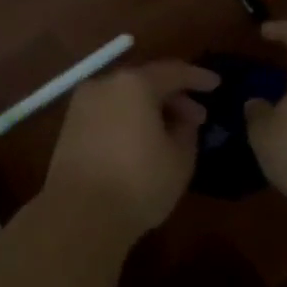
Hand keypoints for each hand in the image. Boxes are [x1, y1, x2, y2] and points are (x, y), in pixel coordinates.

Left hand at [42, 61, 220, 240]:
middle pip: (145, 82)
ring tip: (171, 132)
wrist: (79, 214)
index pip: (173, 72)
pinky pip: (108, 113)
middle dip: (174, 97)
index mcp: (134, 84)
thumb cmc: (139, 182)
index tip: (216, 85)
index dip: (198, 78)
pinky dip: (128, 119)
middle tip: (197, 117)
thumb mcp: (180, 158)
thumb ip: (186, 129)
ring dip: (149, 109)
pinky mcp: (69, 127)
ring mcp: (82, 105)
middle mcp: (104, 85)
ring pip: (124, 98)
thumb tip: (181, 118)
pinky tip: (142, 140)